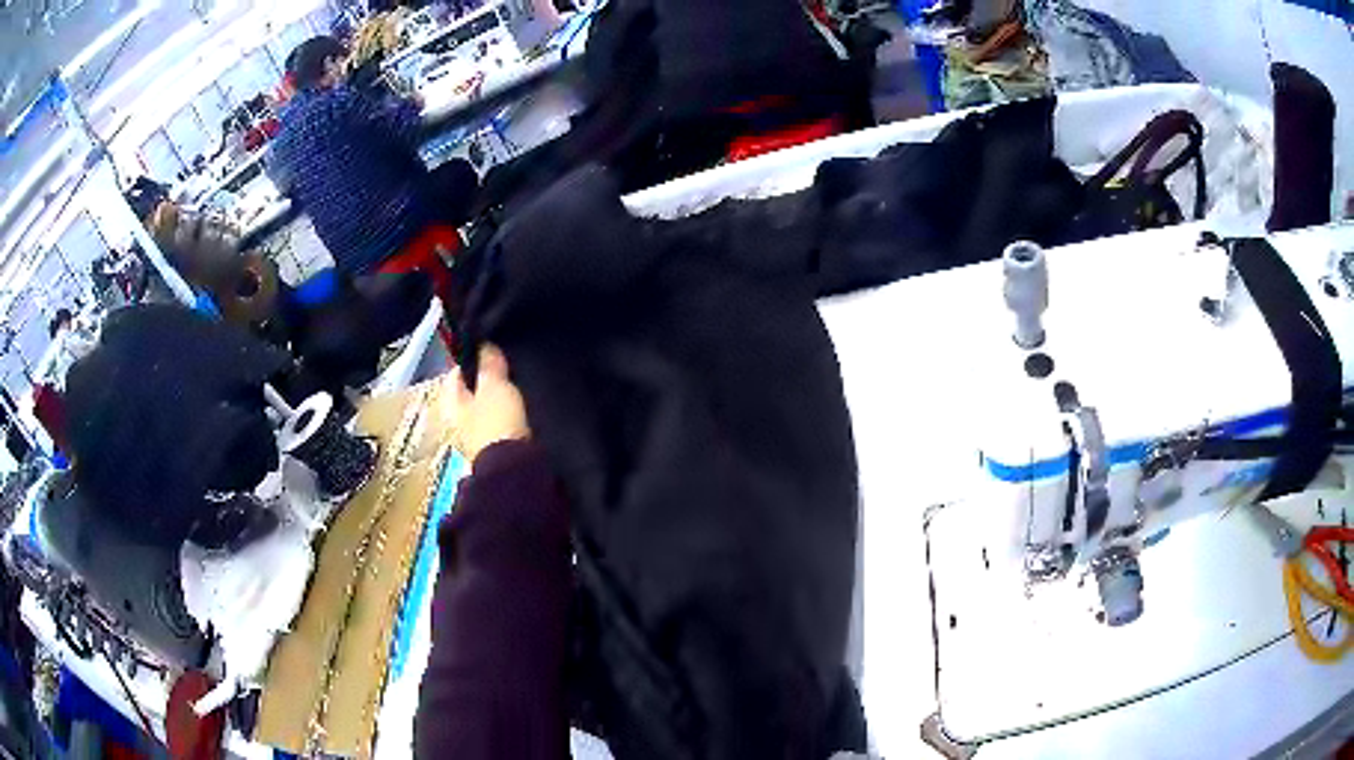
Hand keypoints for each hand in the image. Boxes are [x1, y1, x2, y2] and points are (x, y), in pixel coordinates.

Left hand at [444, 345, 529, 462]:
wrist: (516, 468)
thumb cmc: (497, 422)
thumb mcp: (493, 385)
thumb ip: (488, 364)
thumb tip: (484, 346)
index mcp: (450, 404)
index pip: (455, 373)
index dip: (471, 358)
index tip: (490, 348)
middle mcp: (460, 421)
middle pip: (473, 391)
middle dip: (488, 379)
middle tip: (509, 364)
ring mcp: (480, 437)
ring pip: (490, 407)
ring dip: (501, 397)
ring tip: (521, 383)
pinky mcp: (500, 448)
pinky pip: (505, 422)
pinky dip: (512, 413)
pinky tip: (526, 406)